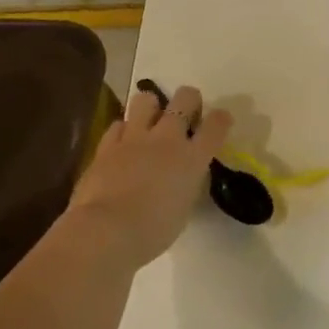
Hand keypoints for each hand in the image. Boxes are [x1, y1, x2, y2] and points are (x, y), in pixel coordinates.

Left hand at [67, 84, 231, 268]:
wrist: (108, 230)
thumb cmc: (153, 230)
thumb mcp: (184, 207)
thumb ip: (187, 183)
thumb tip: (183, 175)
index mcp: (192, 159)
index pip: (216, 125)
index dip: (221, 118)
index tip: (220, 120)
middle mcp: (167, 139)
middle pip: (184, 98)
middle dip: (189, 99)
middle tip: (186, 111)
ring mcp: (134, 138)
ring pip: (145, 99)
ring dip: (152, 105)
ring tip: (150, 119)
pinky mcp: (107, 144)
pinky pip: (118, 124)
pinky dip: (124, 130)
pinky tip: (124, 142)